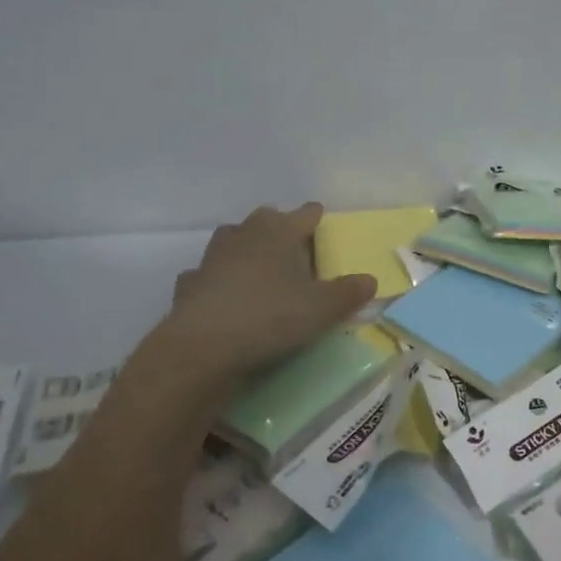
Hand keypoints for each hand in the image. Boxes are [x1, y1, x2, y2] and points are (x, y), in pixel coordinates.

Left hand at [160, 203, 375, 380]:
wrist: (203, 346)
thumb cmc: (270, 316)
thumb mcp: (322, 309)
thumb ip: (348, 292)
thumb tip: (370, 280)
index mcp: (279, 231)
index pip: (305, 214)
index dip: (316, 218)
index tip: (323, 223)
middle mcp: (244, 234)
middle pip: (266, 221)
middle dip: (280, 230)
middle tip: (296, 252)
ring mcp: (212, 257)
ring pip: (234, 242)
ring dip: (247, 251)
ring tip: (263, 272)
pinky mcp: (190, 284)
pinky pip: (209, 275)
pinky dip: (219, 281)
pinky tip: (227, 297)